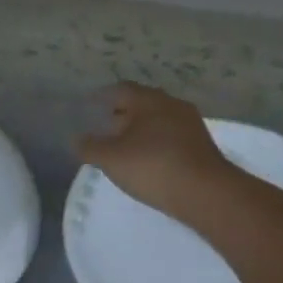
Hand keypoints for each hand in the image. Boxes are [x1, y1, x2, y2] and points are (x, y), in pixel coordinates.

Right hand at [74, 82, 236, 220]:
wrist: (206, 192)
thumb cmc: (153, 167)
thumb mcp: (111, 159)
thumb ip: (90, 147)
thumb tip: (76, 139)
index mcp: (149, 100)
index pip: (121, 89)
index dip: (103, 97)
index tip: (91, 105)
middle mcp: (172, 105)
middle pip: (142, 104)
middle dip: (123, 114)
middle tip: (106, 127)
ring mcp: (191, 124)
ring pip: (159, 120)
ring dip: (141, 130)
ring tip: (125, 147)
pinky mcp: (201, 145)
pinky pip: (172, 137)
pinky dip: (156, 143)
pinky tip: (149, 160)